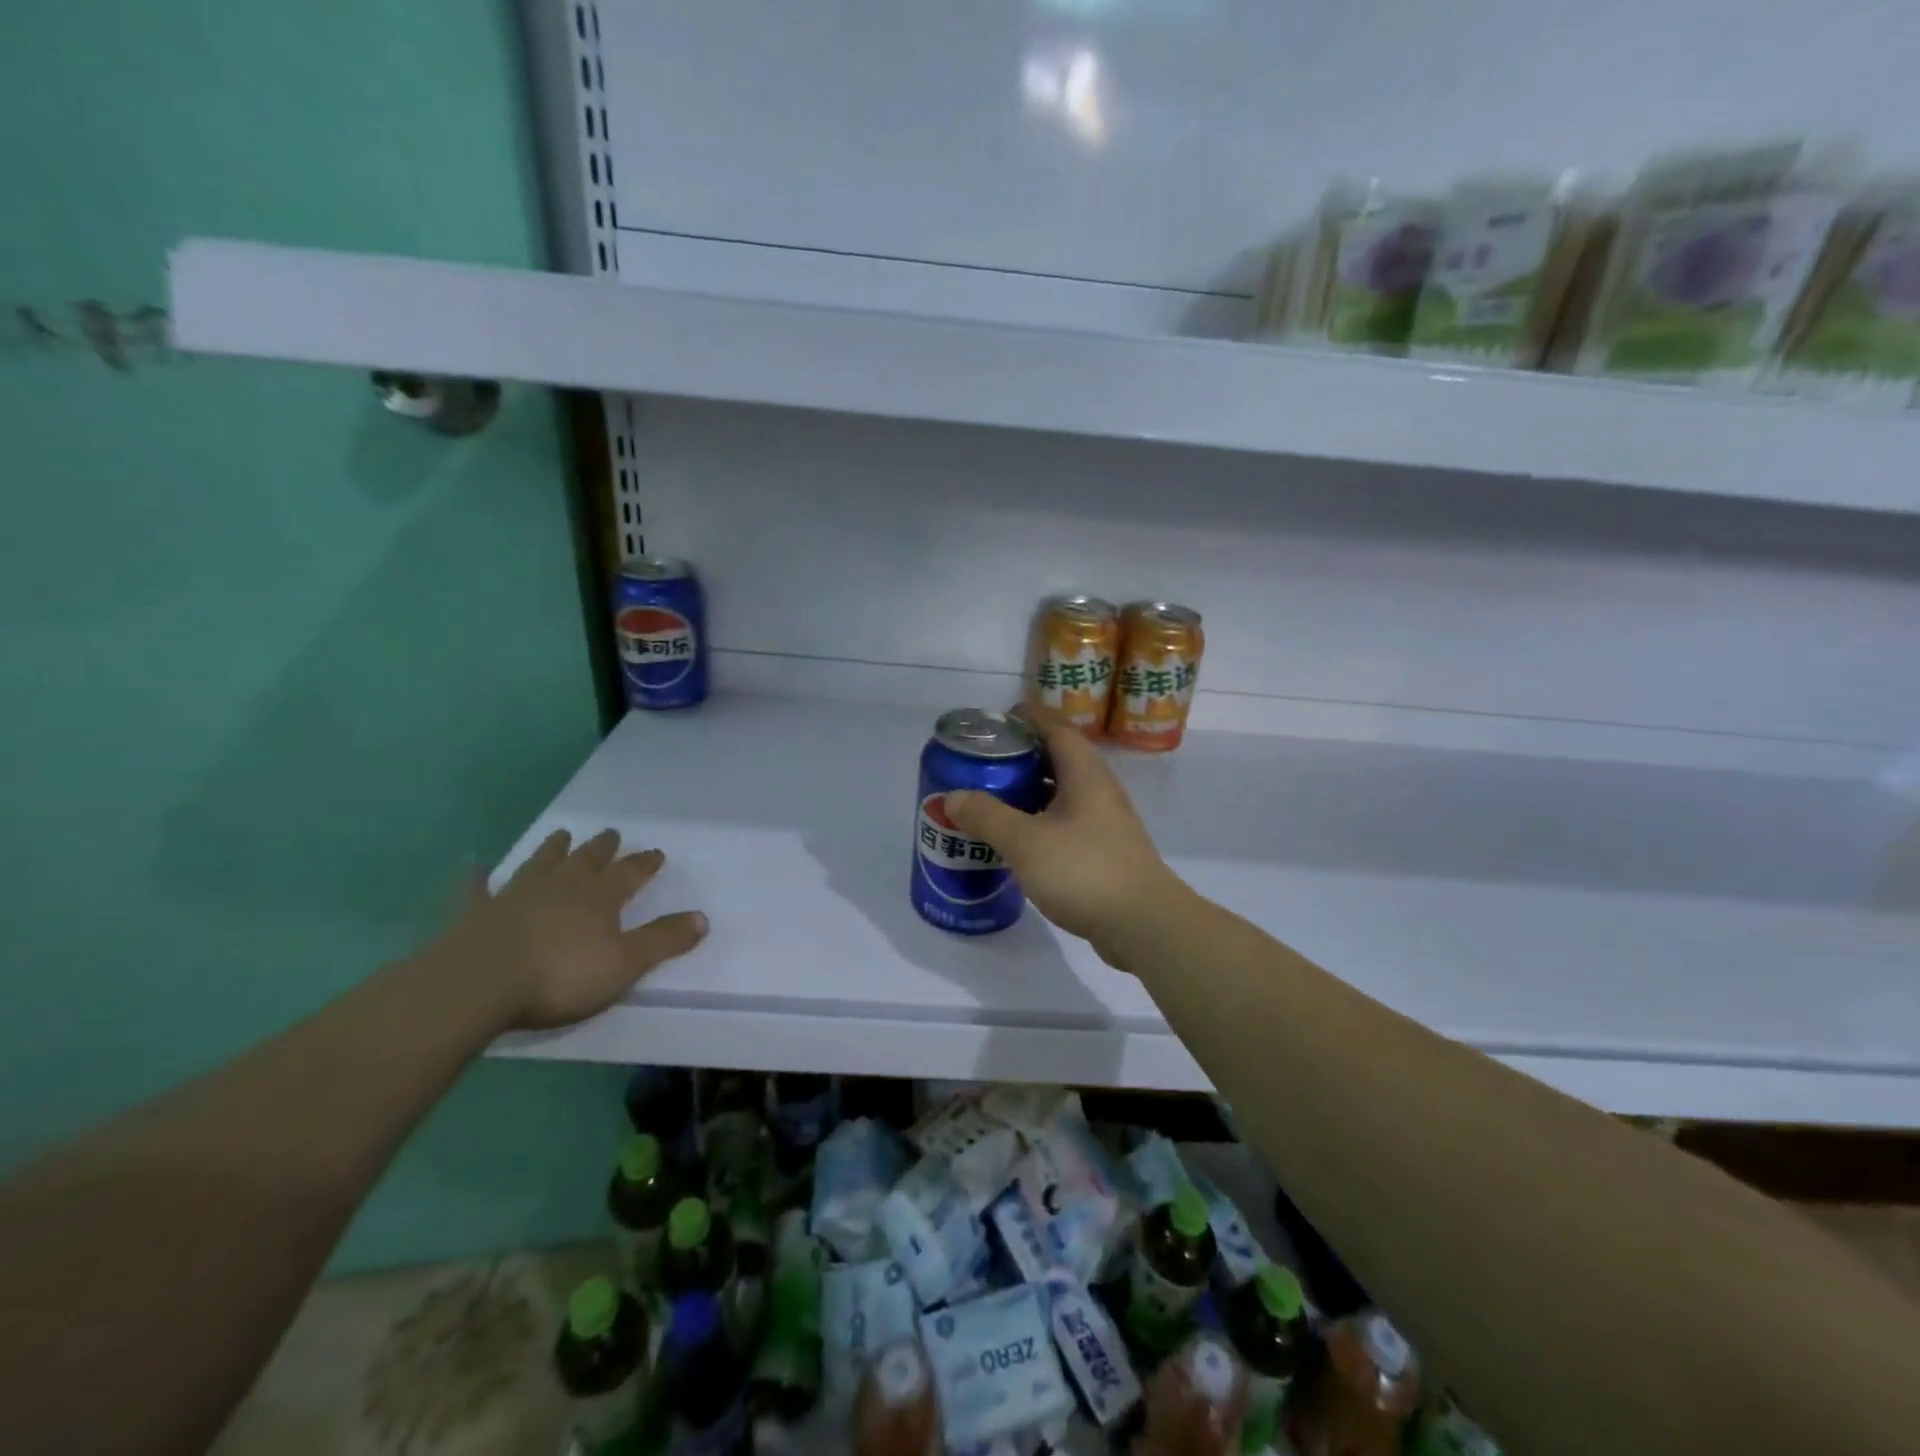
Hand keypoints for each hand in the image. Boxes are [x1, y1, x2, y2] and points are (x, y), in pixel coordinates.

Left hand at [436, 830, 706, 1030]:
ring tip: (561, 835)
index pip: (629, 873)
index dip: (644, 863)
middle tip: (610, 833)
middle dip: (602, 848)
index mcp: (599, 897)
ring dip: (552, 850)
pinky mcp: (477, 913)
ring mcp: (516, 895)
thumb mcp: (625, 964)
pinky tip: (472, 866)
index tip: (656, 853)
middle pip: (586, 860)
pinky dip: (477, 877)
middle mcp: (561, 886)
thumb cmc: (561, 976)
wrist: (479, 984)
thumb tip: (703, 918)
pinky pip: (477, 889)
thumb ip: (663, 940)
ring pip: (540, 864)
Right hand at [944, 702, 1183, 959]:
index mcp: (1085, 775)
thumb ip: (986, 816)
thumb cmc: (1084, 871)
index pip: (1057, 729)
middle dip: (1023, 757)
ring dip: (1030, 794)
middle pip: (1059, 760)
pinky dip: (1041, 824)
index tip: (999, 719)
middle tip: (985, 764)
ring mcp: (1106, 824)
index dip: (1029, 718)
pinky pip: (1067, 825)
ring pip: (1063, 795)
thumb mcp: (1025, 841)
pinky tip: (1018, 843)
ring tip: (993, 801)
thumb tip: (952, 797)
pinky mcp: (1105, 853)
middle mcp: (1100, 791)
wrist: (1144, 925)